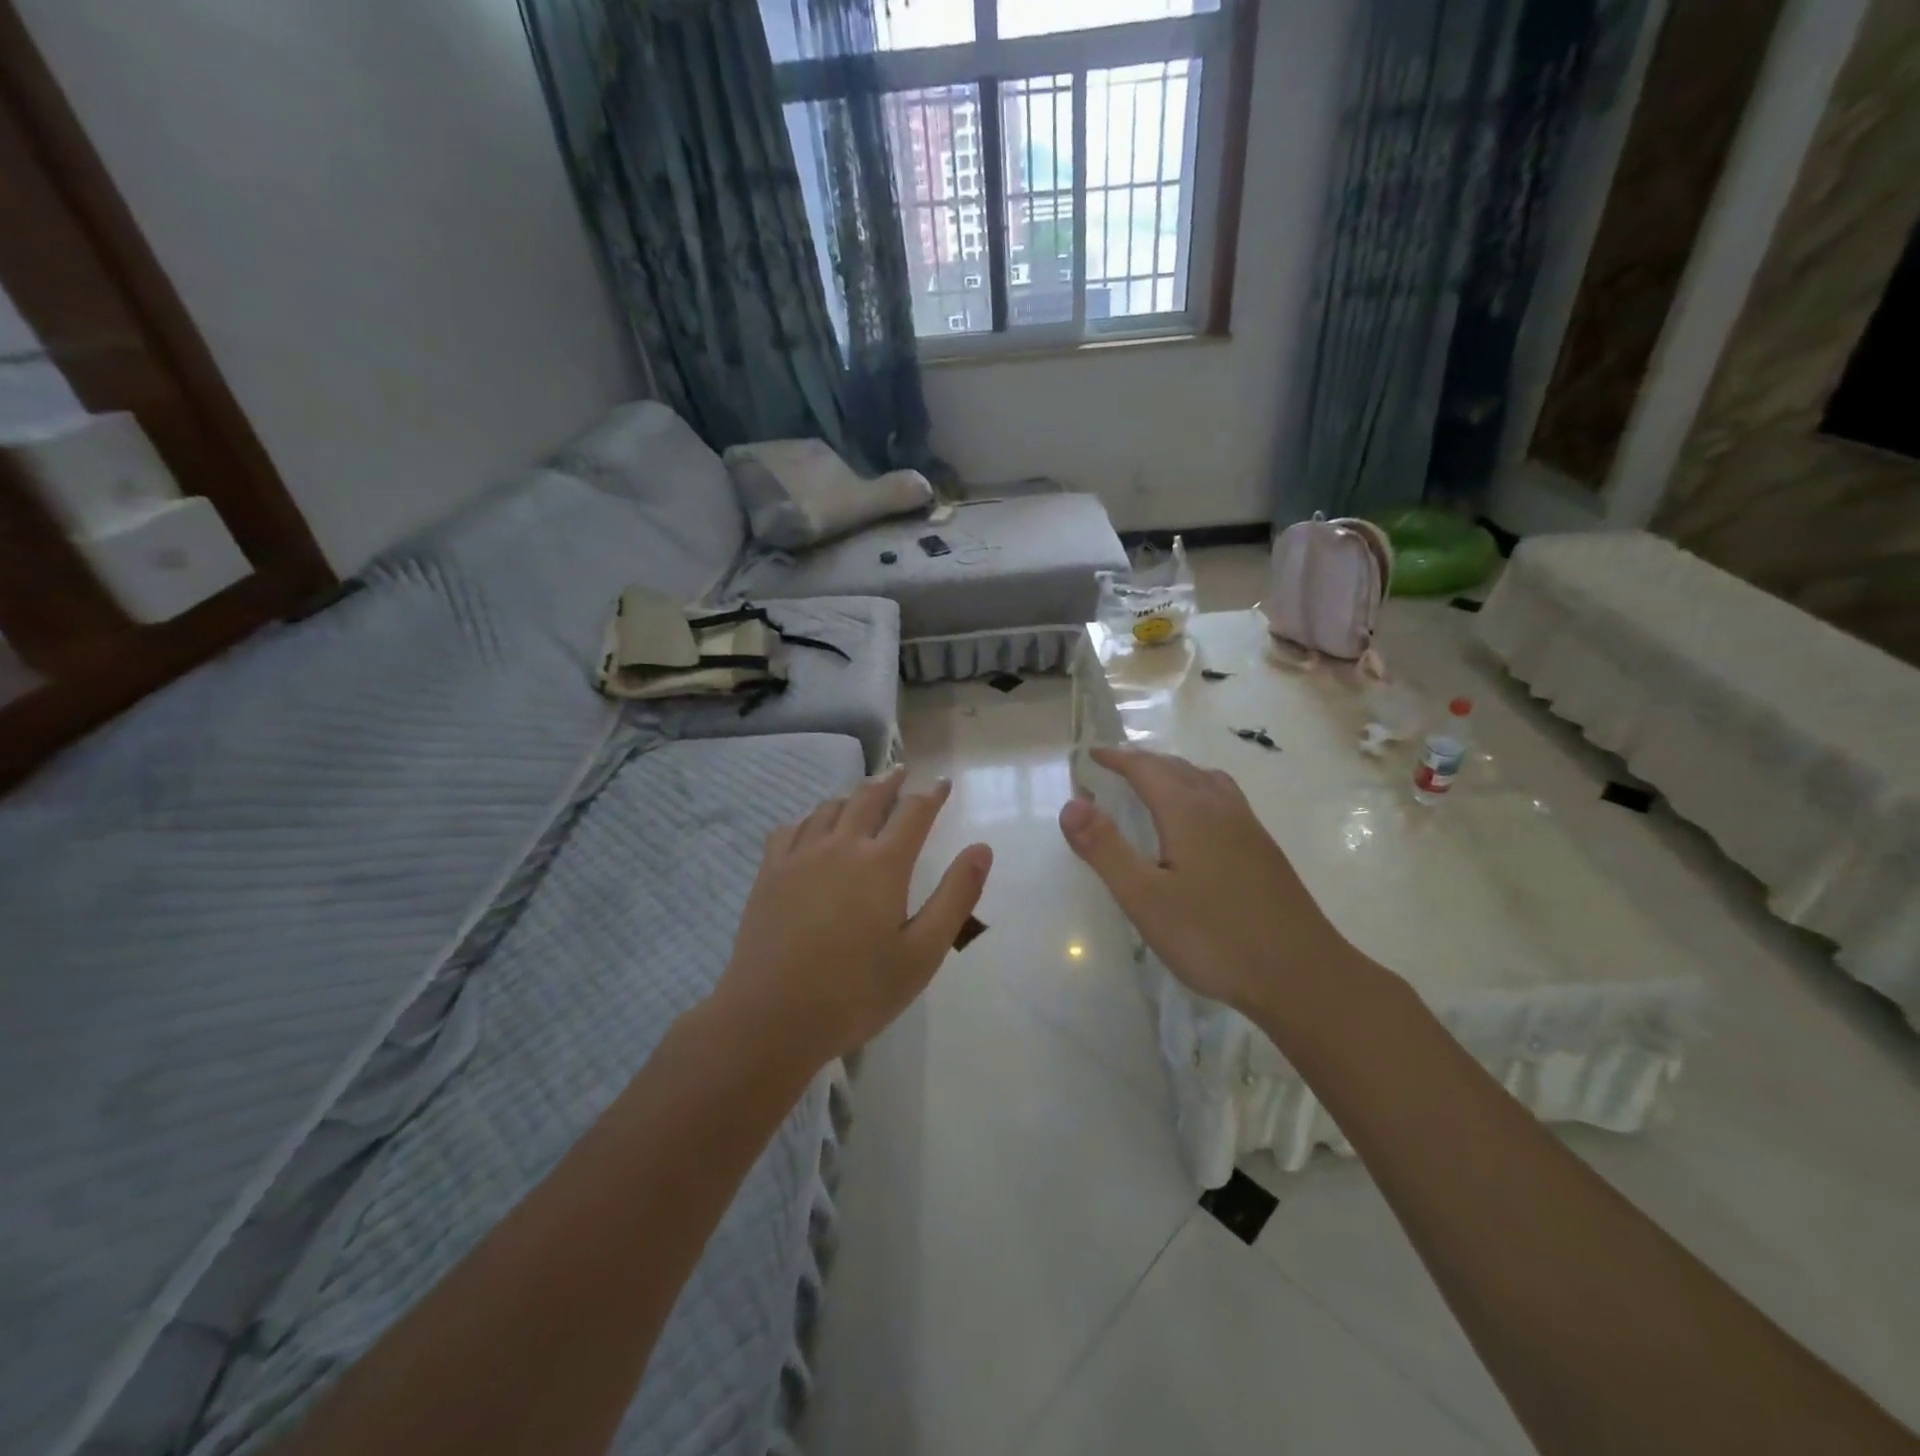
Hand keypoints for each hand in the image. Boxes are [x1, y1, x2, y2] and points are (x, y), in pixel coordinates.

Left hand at [714, 767, 992, 1067]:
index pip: (914, 812)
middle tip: (902, 772)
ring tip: (863, 795)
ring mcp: (799, 857)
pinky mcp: (769, 873)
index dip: (932, 794)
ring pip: (829, 808)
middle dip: (890, 781)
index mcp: (882, 864)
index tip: (943, 784)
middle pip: (868, 797)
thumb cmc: (857, 992)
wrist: (772, 1018)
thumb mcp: (922, 952)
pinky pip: (791, 828)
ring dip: (852, 795)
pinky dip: (810, 817)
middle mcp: (841, 846)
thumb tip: (981, 849)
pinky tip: (812, 826)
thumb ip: (956, 896)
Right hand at [1058, 746, 1352, 1020]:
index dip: (1118, 759)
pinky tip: (1200, 822)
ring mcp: (1249, 828)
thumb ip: (1105, 849)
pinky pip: (1224, 799)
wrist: (1302, 975)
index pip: (1147, 769)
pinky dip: (1199, 790)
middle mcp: (1221, 808)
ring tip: (1156, 782)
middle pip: (1178, 768)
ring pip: (1207, 780)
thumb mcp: (1145, 898)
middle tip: (1116, 766)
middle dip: (1144, 761)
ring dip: (1175, 772)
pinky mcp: (1265, 851)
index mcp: (1189, 812)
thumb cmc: (1214, 937)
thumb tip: (1071, 804)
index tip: (1092, 754)